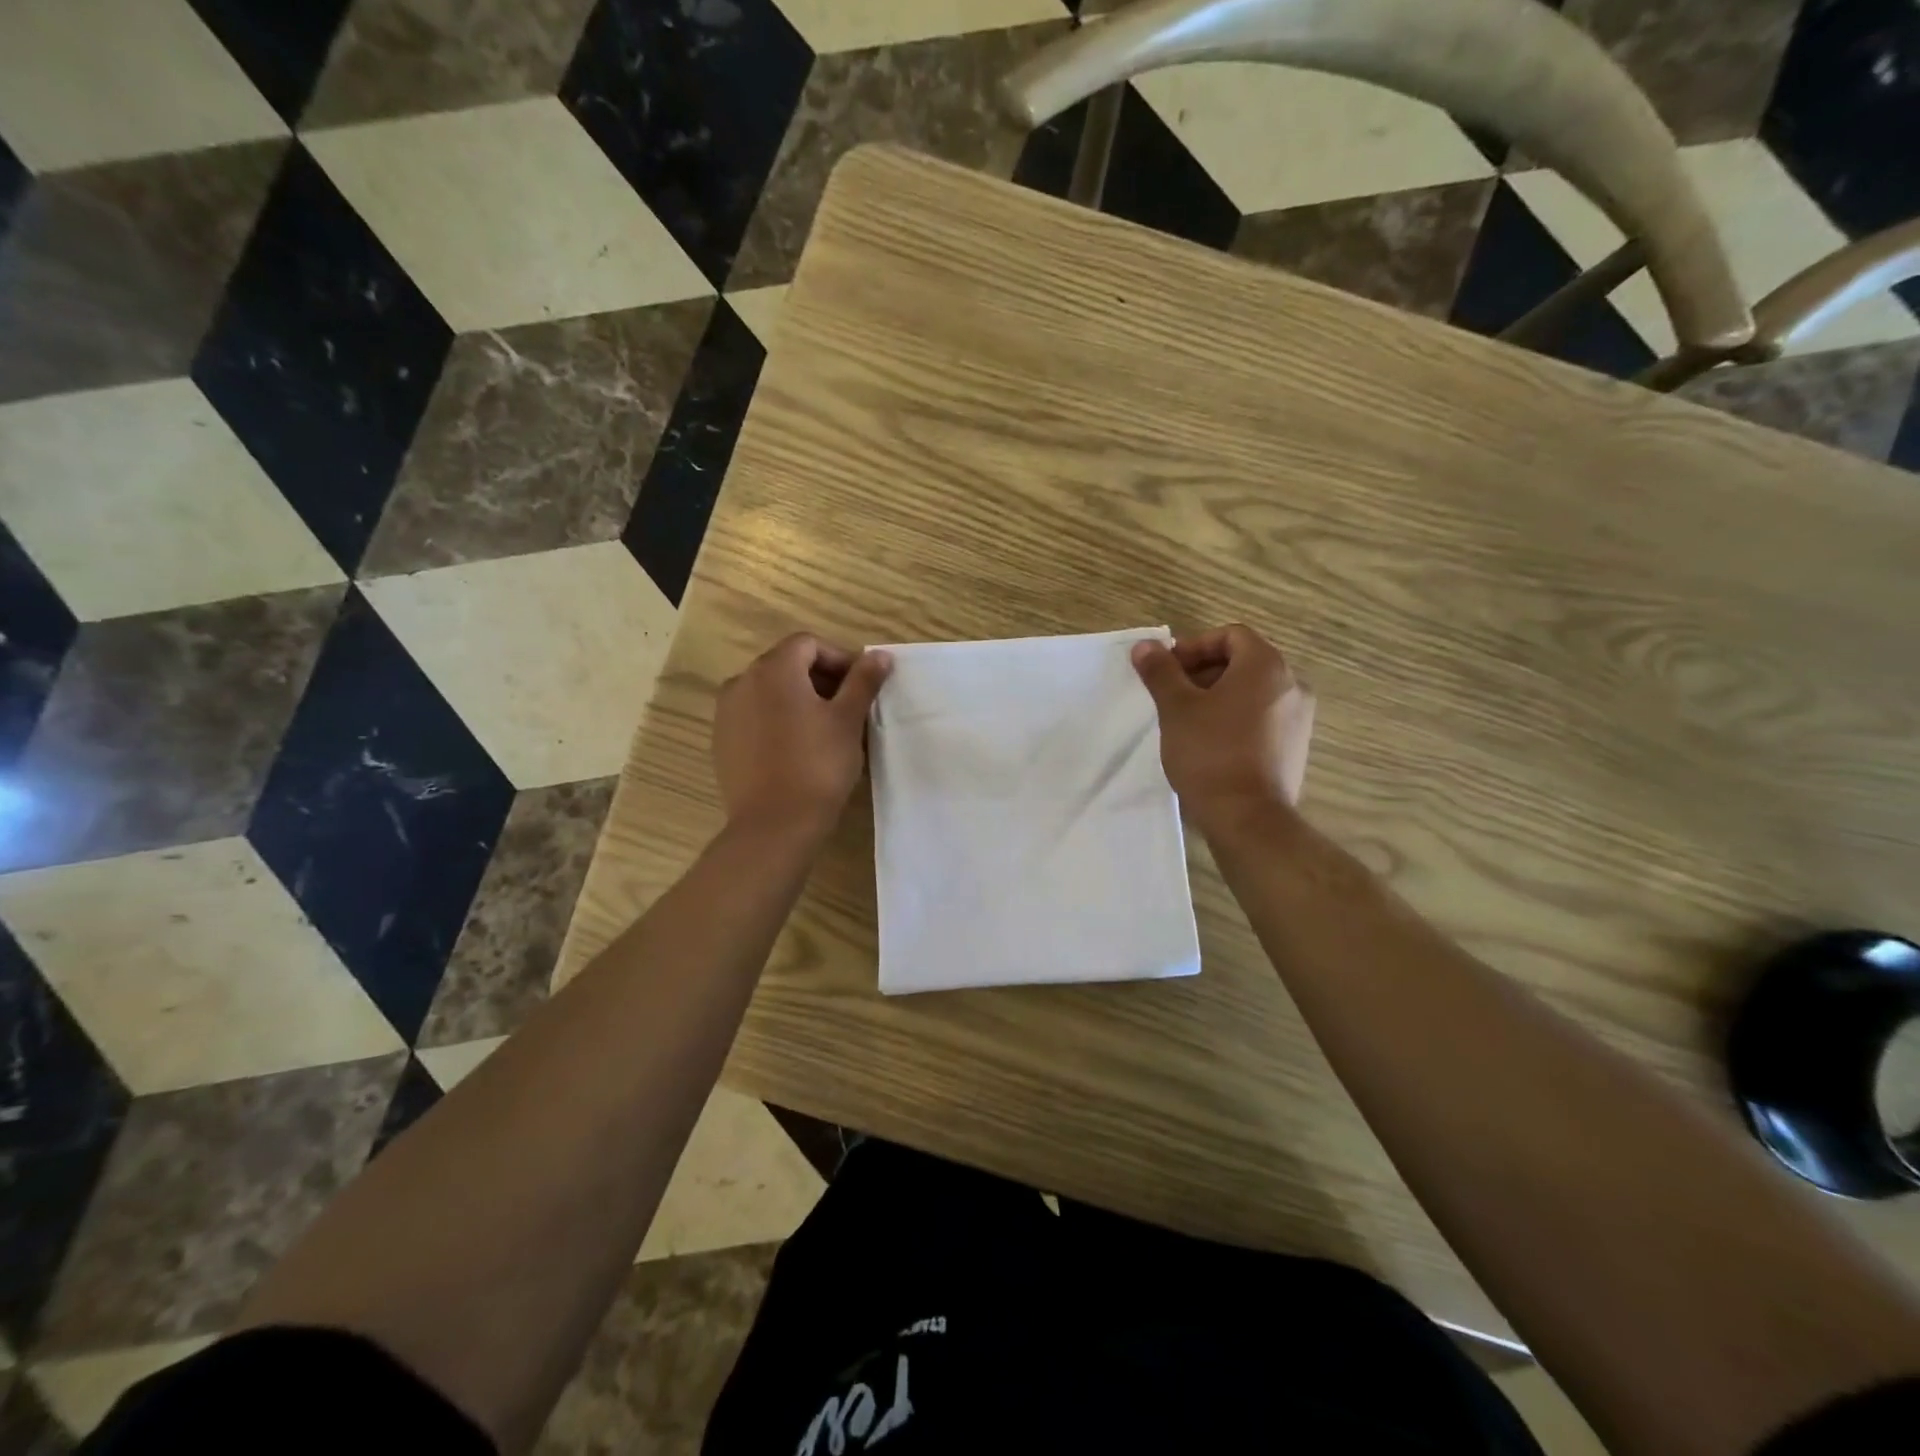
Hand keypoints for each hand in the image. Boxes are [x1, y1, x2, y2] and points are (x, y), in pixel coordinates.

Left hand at [712, 634, 892, 836]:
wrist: (774, 825)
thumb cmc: (818, 766)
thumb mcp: (848, 720)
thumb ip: (863, 681)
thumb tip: (880, 655)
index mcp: (773, 670)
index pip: (809, 644)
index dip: (840, 659)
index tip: (861, 687)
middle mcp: (742, 682)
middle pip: (787, 665)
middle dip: (821, 680)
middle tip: (849, 709)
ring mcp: (726, 713)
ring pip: (770, 692)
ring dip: (799, 700)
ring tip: (825, 731)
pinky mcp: (722, 741)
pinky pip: (755, 717)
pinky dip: (778, 721)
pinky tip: (798, 750)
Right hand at [1131, 624, 1314, 834]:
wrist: (1248, 818)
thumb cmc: (1210, 753)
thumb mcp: (1176, 708)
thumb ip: (1161, 671)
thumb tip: (1145, 645)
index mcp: (1266, 666)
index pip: (1231, 635)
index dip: (1194, 646)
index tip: (1168, 671)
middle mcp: (1292, 685)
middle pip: (1243, 662)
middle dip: (1203, 672)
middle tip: (1171, 696)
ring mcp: (1299, 718)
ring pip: (1252, 692)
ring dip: (1218, 697)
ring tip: (1187, 722)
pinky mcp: (1296, 747)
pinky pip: (1263, 718)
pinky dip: (1236, 719)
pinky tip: (1211, 745)